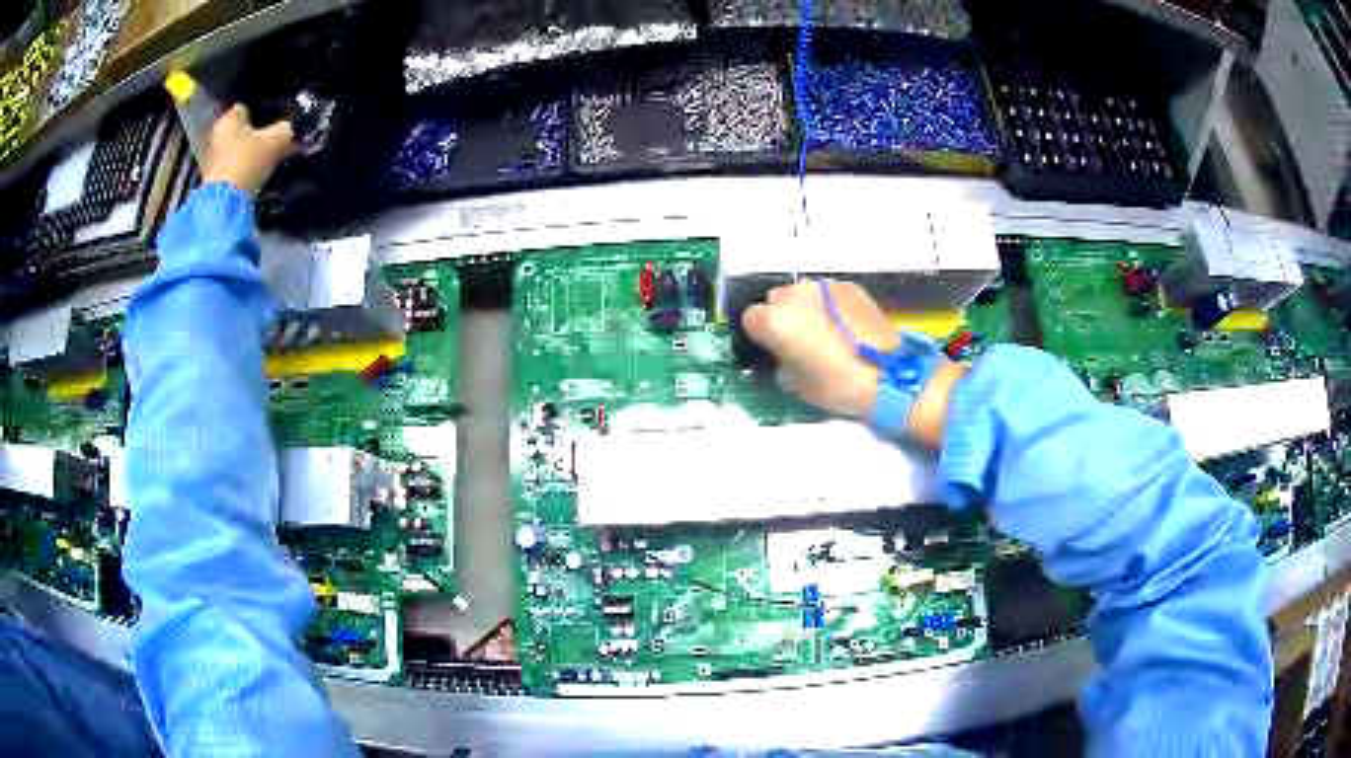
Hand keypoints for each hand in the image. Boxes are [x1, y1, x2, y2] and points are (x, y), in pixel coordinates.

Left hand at [201, 104, 294, 192]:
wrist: (224, 204)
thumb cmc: (248, 161)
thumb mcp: (277, 140)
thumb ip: (285, 129)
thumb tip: (288, 128)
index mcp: (230, 116)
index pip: (247, 106)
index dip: (262, 111)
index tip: (274, 120)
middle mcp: (216, 132)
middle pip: (238, 128)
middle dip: (251, 133)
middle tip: (269, 139)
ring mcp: (210, 157)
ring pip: (232, 148)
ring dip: (244, 152)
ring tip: (261, 159)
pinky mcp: (210, 179)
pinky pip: (228, 166)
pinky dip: (238, 168)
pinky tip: (250, 174)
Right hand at [741, 279, 963, 446]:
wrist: (889, 373)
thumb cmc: (837, 386)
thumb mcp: (796, 384)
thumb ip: (781, 361)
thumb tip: (783, 354)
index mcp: (775, 320)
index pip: (751, 318)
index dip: (761, 334)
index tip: (773, 349)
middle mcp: (794, 295)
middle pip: (776, 300)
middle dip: (783, 316)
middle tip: (799, 340)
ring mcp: (824, 286)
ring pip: (803, 294)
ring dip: (806, 308)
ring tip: (825, 332)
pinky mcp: (849, 286)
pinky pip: (828, 293)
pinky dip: (830, 306)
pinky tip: (845, 327)